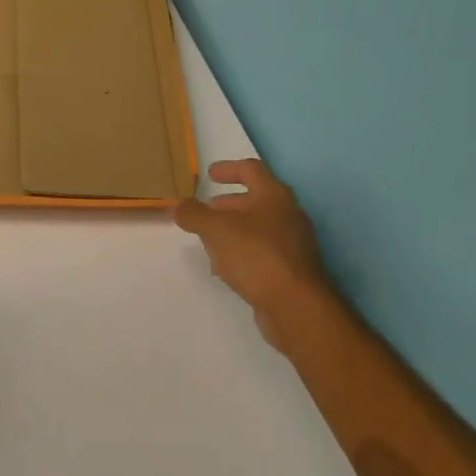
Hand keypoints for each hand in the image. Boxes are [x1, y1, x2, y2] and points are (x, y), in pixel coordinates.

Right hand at [173, 159, 330, 321]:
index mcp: (274, 196)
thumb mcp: (216, 230)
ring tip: (208, 240)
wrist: (297, 307)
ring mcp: (293, 244)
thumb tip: (178, 205)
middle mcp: (288, 215)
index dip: (228, 168)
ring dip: (233, 229)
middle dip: (228, 204)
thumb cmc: (257, 256)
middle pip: (255, 200)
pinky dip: (242, 252)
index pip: (251, 170)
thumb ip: (194, 214)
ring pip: (258, 228)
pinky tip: (225, 267)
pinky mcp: (291, 270)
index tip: (209, 174)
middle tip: (205, 210)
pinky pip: (262, 252)